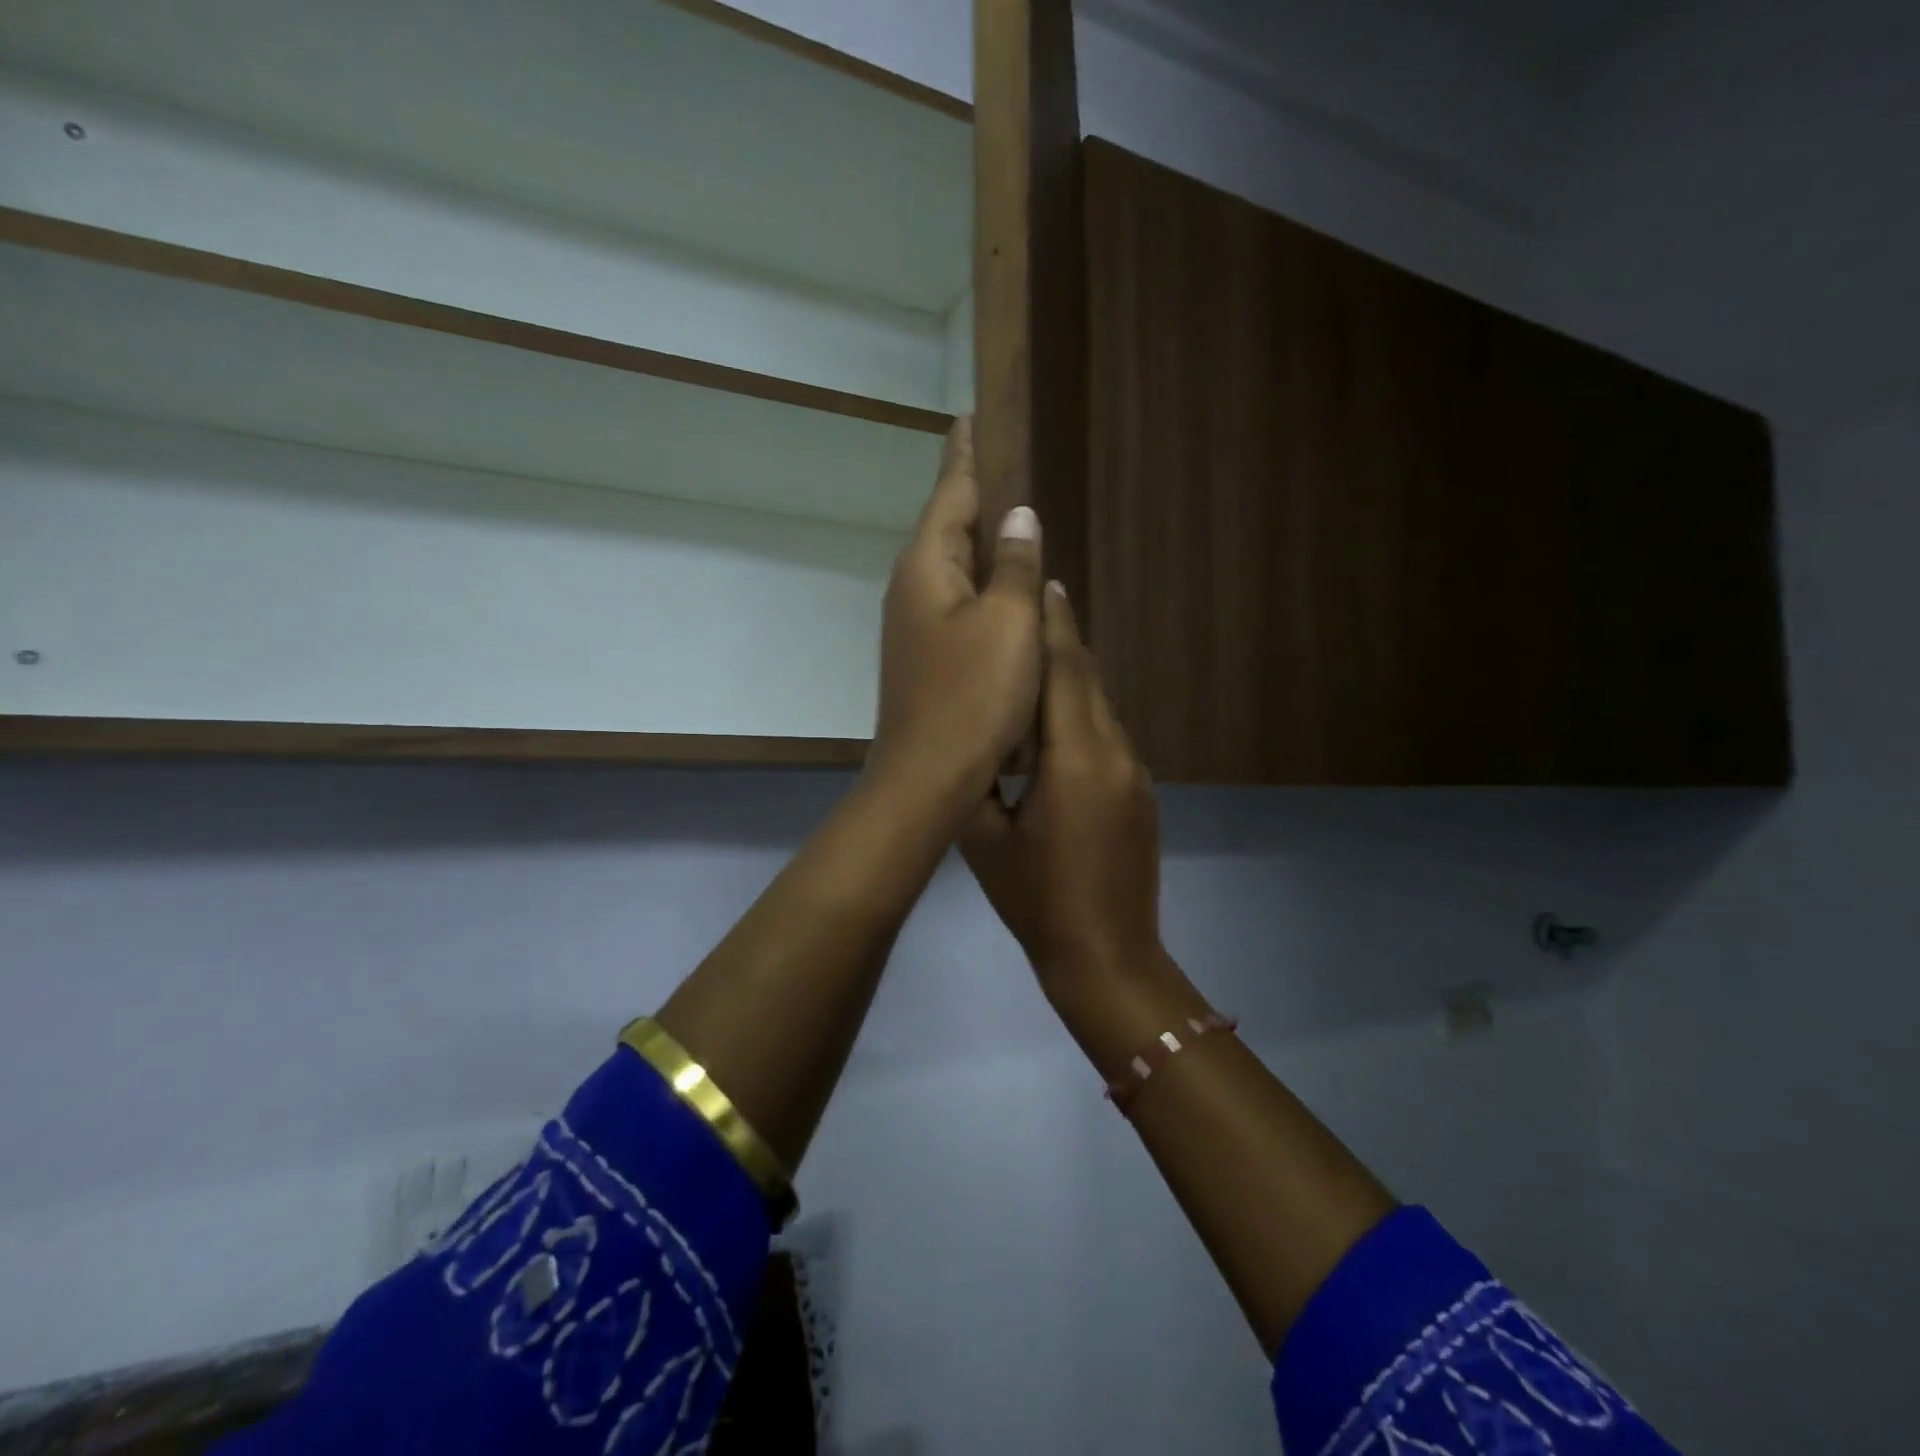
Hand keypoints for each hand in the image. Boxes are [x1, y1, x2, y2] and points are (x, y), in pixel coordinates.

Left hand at [870, 417, 1045, 809]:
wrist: (928, 778)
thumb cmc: (973, 697)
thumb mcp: (1009, 625)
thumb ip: (1017, 566)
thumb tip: (1020, 517)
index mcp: (927, 567)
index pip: (951, 492)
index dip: (967, 453)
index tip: (972, 416)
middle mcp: (911, 588)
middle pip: (947, 527)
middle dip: (974, 495)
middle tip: (1004, 462)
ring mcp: (913, 626)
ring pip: (953, 570)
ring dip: (980, 546)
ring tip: (1013, 522)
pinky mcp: (924, 658)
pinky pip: (958, 606)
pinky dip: (982, 590)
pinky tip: (1004, 595)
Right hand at [960, 583, 1163, 984]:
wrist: (1108, 956)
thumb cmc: (1036, 900)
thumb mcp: (985, 840)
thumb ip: (979, 778)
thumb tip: (975, 739)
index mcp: (1075, 759)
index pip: (1064, 671)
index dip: (1052, 623)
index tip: (1041, 580)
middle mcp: (1114, 752)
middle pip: (1087, 679)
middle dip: (1061, 639)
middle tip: (1032, 603)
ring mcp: (1135, 772)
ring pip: (1099, 707)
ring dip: (1069, 678)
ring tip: (1035, 656)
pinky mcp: (1141, 793)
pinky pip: (1108, 737)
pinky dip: (1081, 715)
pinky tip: (1054, 726)